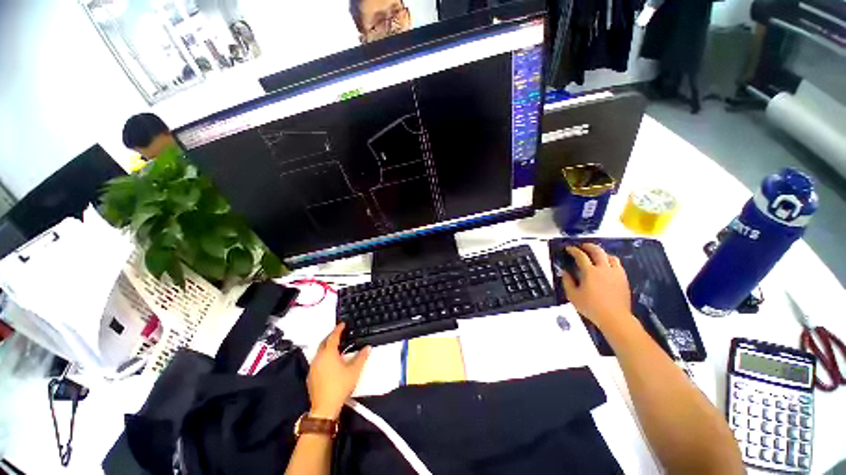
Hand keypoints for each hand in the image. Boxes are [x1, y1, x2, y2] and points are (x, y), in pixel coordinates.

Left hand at [307, 323, 370, 418]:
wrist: (324, 407)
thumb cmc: (340, 386)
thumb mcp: (354, 370)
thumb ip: (361, 357)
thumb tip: (367, 347)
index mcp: (329, 353)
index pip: (333, 337)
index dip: (338, 329)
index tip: (342, 324)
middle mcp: (319, 358)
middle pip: (324, 342)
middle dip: (331, 336)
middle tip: (339, 333)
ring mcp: (313, 367)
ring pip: (319, 351)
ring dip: (326, 346)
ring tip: (335, 346)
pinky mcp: (310, 376)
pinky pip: (317, 360)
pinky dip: (323, 356)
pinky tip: (329, 362)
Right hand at [561, 244, 632, 329]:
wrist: (615, 317)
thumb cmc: (591, 307)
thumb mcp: (573, 295)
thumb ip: (567, 282)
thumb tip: (565, 272)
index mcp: (590, 272)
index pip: (581, 256)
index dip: (573, 250)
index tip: (569, 248)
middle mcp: (604, 269)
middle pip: (598, 251)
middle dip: (589, 246)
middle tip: (583, 246)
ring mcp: (616, 273)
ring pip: (610, 256)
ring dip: (602, 253)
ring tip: (596, 256)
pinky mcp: (623, 279)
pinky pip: (618, 265)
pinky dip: (610, 262)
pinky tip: (607, 267)